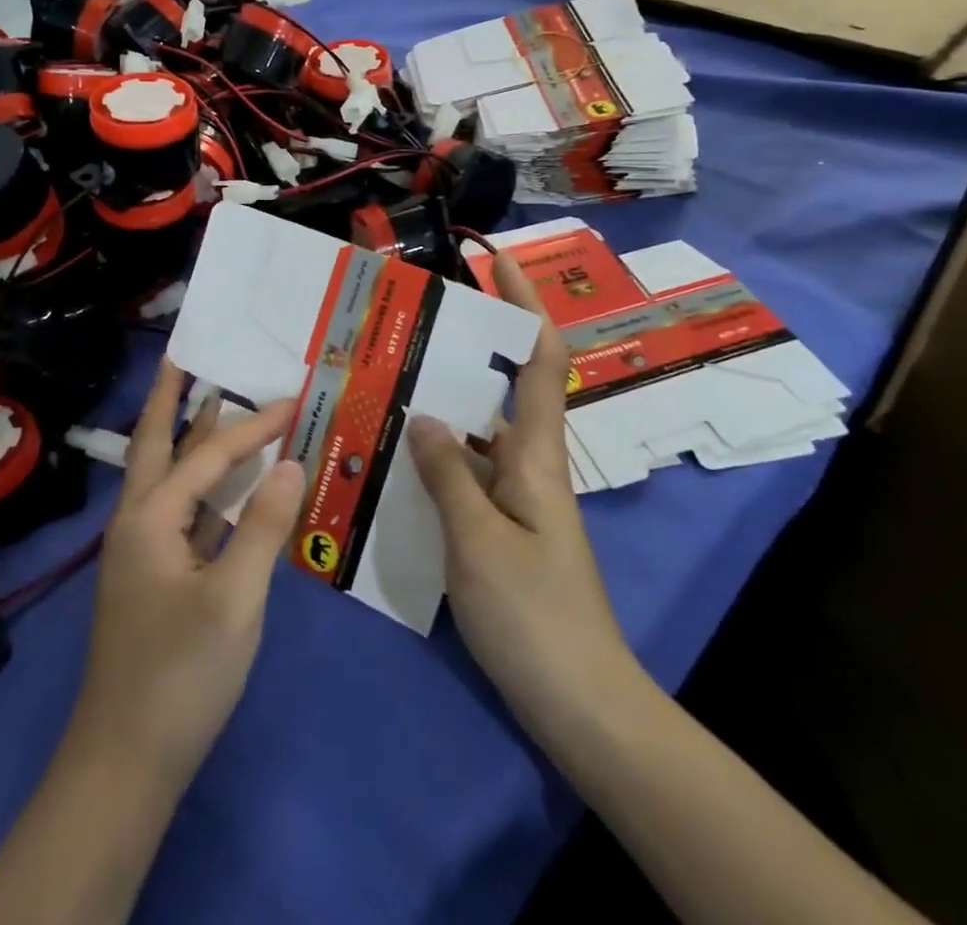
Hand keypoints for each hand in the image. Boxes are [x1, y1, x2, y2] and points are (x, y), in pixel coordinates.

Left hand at [68, 360, 304, 792]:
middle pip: (155, 444)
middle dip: (170, 398)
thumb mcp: (235, 600)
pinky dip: (201, 486)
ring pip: (165, 477)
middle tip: (182, 355)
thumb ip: (263, 525)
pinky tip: (224, 485)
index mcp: (149, 517)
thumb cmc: (181, 675)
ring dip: (186, 437)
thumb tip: (292, 463)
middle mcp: (136, 521)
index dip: (254, 426)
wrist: (125, 764)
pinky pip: (179, 511)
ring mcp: (140, 550)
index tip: (294, 400)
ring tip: (208, 399)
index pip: (210, 455)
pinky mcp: (152, 577)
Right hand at [408, 254, 644, 742]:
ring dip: (440, 406)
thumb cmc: (534, 615)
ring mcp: (517, 497)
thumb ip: (447, 474)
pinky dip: (435, 457)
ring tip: (385, 384)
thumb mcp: (478, 541)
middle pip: (502, 387)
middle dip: (464, 350)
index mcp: (536, 454)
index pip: (542, 359)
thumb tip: (423, 414)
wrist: (581, 704)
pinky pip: (466, 473)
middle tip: (406, 328)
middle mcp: (530, 464)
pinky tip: (394, 459)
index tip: (497, 263)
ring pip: (476, 433)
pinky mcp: (503, 527)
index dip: (528, 304)